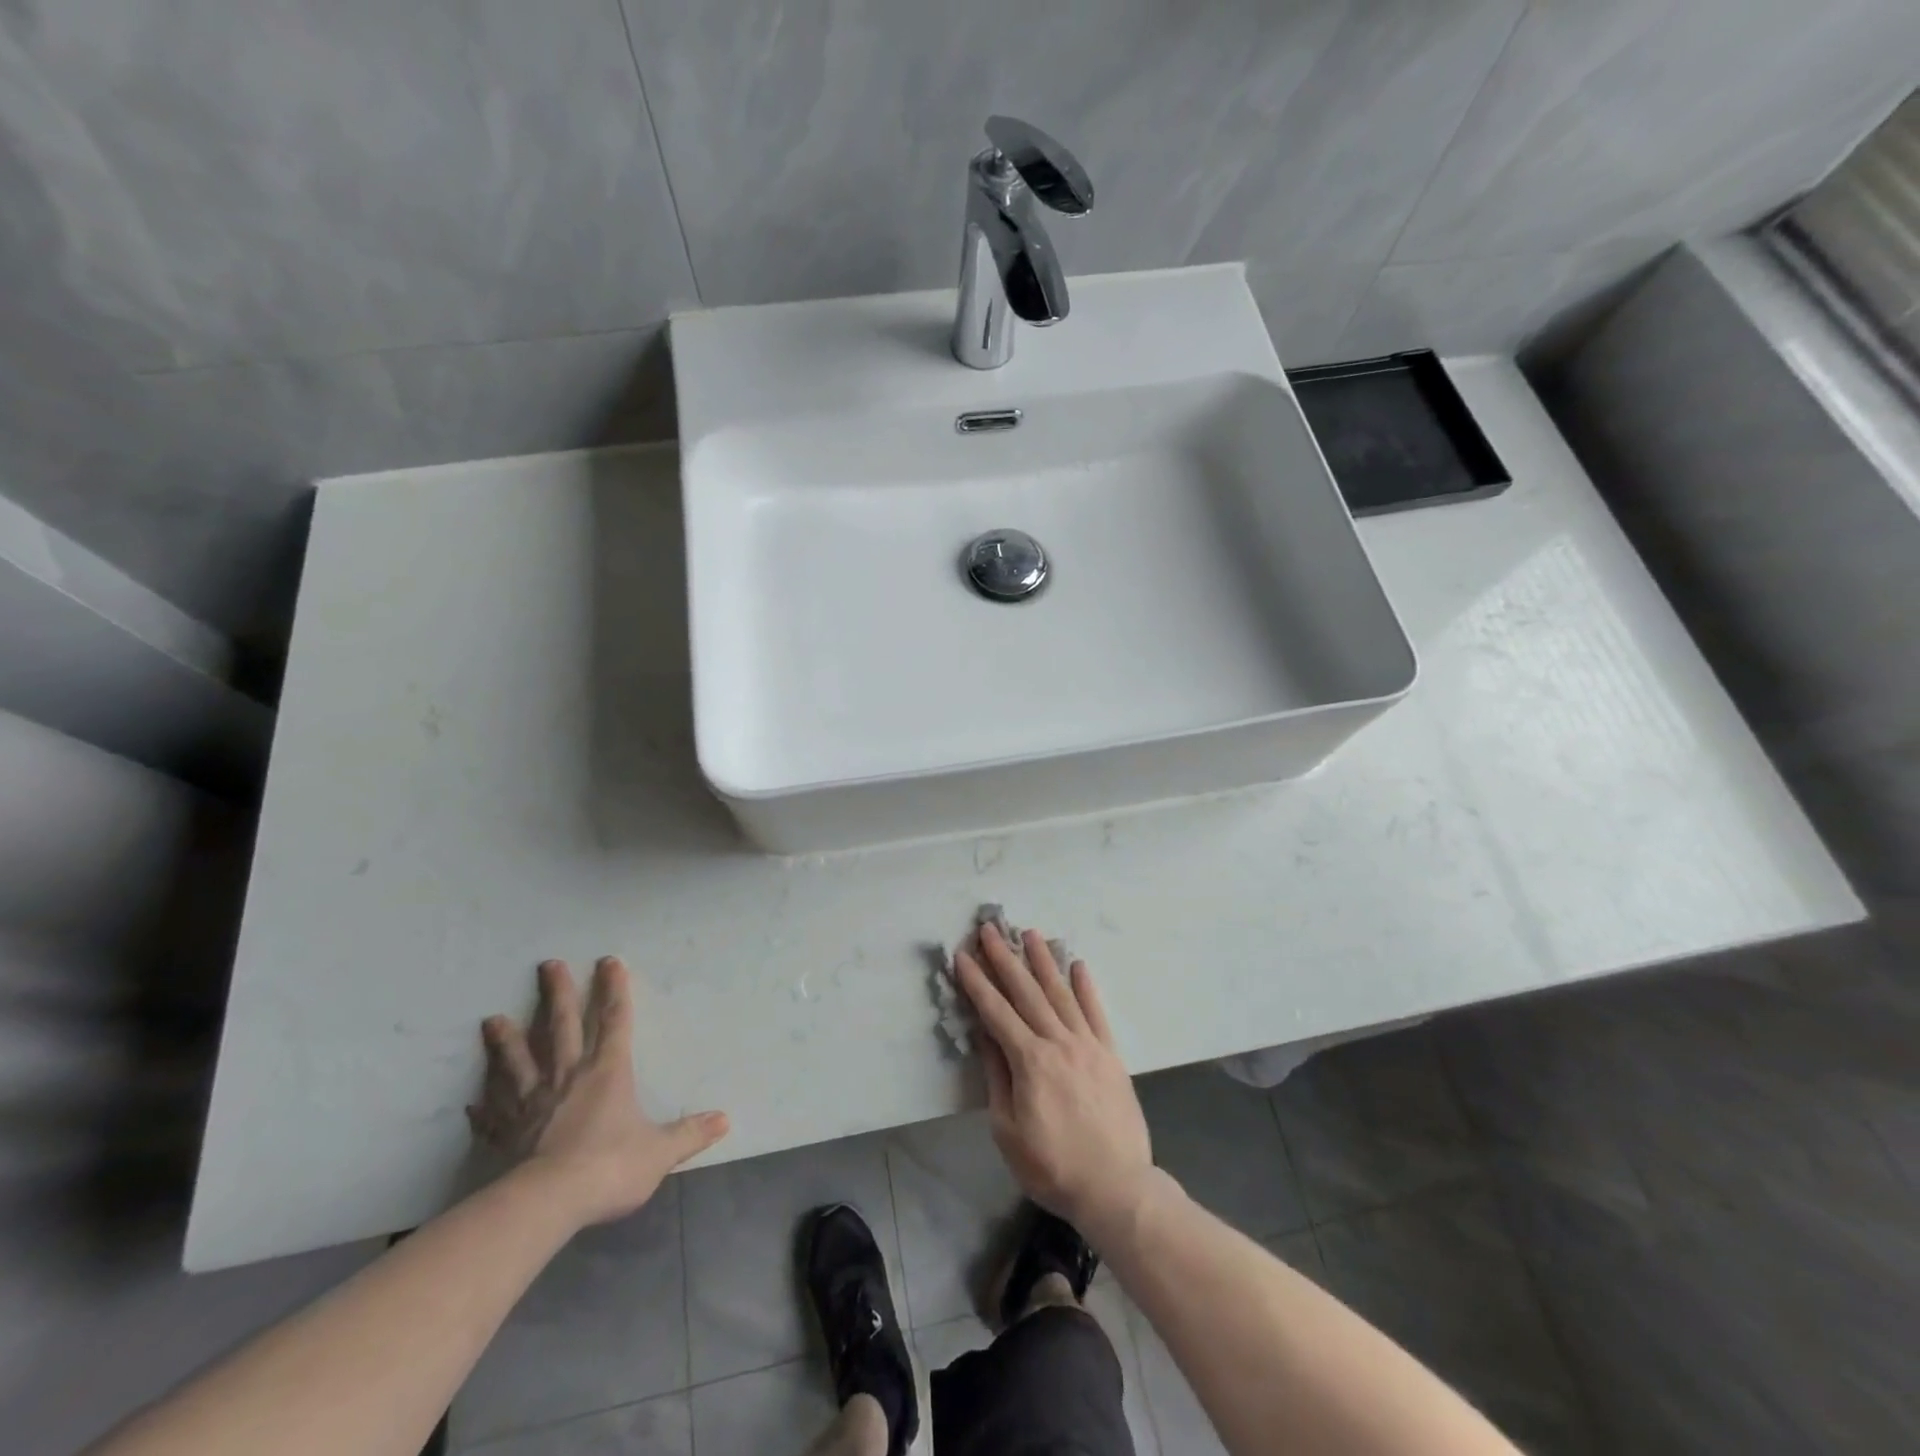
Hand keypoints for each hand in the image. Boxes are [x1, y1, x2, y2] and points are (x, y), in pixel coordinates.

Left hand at [469, 957, 728, 1227]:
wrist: (548, 1203)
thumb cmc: (610, 1166)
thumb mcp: (660, 1151)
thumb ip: (689, 1133)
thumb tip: (724, 1119)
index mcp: (607, 1072)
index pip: (614, 1021)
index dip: (614, 990)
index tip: (608, 961)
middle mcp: (568, 1077)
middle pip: (561, 1027)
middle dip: (557, 995)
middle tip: (547, 965)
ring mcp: (532, 1104)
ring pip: (517, 1063)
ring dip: (506, 1041)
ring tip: (492, 1020)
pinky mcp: (507, 1134)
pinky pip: (492, 1117)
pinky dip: (483, 1108)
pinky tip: (472, 1102)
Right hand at [954, 923, 1154, 1242]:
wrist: (1117, 1188)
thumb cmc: (1053, 1167)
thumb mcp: (1008, 1132)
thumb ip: (997, 1078)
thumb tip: (986, 1036)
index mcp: (1030, 1062)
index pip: (996, 1011)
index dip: (976, 982)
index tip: (962, 955)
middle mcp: (1059, 1042)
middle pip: (1027, 992)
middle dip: (1005, 958)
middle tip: (990, 929)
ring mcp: (1088, 1044)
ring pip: (1061, 993)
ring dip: (1043, 962)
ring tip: (1030, 934)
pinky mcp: (1111, 1054)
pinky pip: (1096, 1012)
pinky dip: (1086, 987)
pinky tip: (1077, 965)